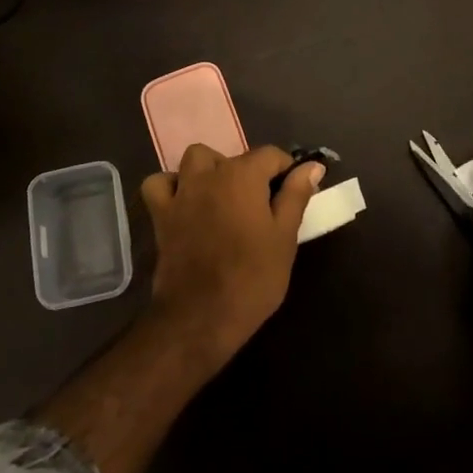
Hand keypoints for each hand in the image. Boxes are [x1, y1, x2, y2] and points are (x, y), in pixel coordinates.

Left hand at [140, 144, 322, 367]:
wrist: (200, 317)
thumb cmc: (252, 278)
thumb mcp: (285, 238)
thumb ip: (296, 196)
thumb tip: (312, 166)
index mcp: (242, 176)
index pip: (271, 155)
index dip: (287, 170)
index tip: (295, 193)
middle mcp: (209, 174)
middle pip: (234, 157)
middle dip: (251, 172)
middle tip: (263, 205)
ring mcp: (181, 192)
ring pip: (195, 159)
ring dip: (211, 169)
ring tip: (224, 196)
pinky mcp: (160, 214)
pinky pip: (160, 184)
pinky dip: (171, 186)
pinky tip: (185, 201)